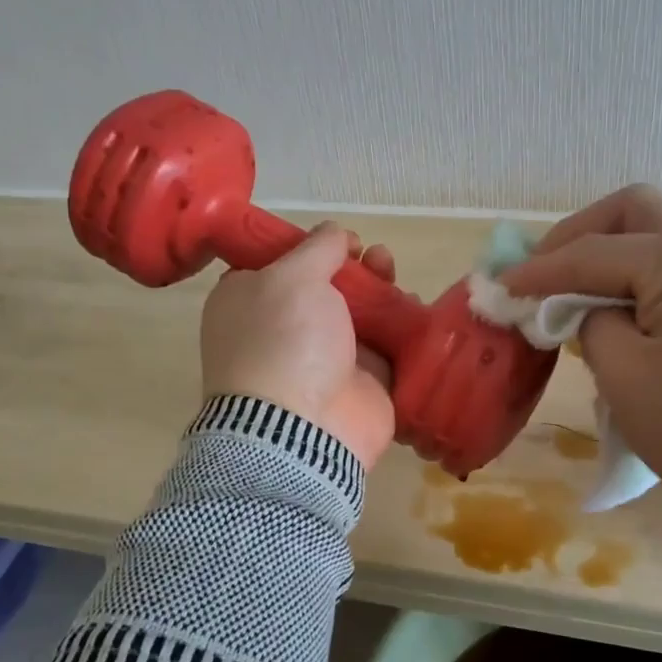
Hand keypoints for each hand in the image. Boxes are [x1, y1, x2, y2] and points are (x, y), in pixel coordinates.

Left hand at [200, 224, 397, 468]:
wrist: (305, 428)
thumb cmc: (284, 341)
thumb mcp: (292, 277)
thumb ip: (317, 248)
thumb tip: (336, 234)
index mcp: (249, 304)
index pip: (277, 265)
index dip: (308, 247)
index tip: (334, 240)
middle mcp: (284, 330)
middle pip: (326, 286)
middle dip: (353, 266)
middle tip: (372, 256)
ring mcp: (324, 359)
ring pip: (359, 313)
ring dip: (380, 289)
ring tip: (393, 275)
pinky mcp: (362, 382)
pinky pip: (386, 345)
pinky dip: (401, 325)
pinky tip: (412, 306)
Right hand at [498, 186, 661, 515]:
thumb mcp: (626, 380)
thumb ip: (591, 326)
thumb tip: (590, 310)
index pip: (592, 253)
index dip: (539, 271)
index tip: (500, 287)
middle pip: (634, 211)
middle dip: (579, 236)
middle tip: (544, 272)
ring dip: (615, 252)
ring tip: (581, 291)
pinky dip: (647, 271)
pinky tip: (629, 306)